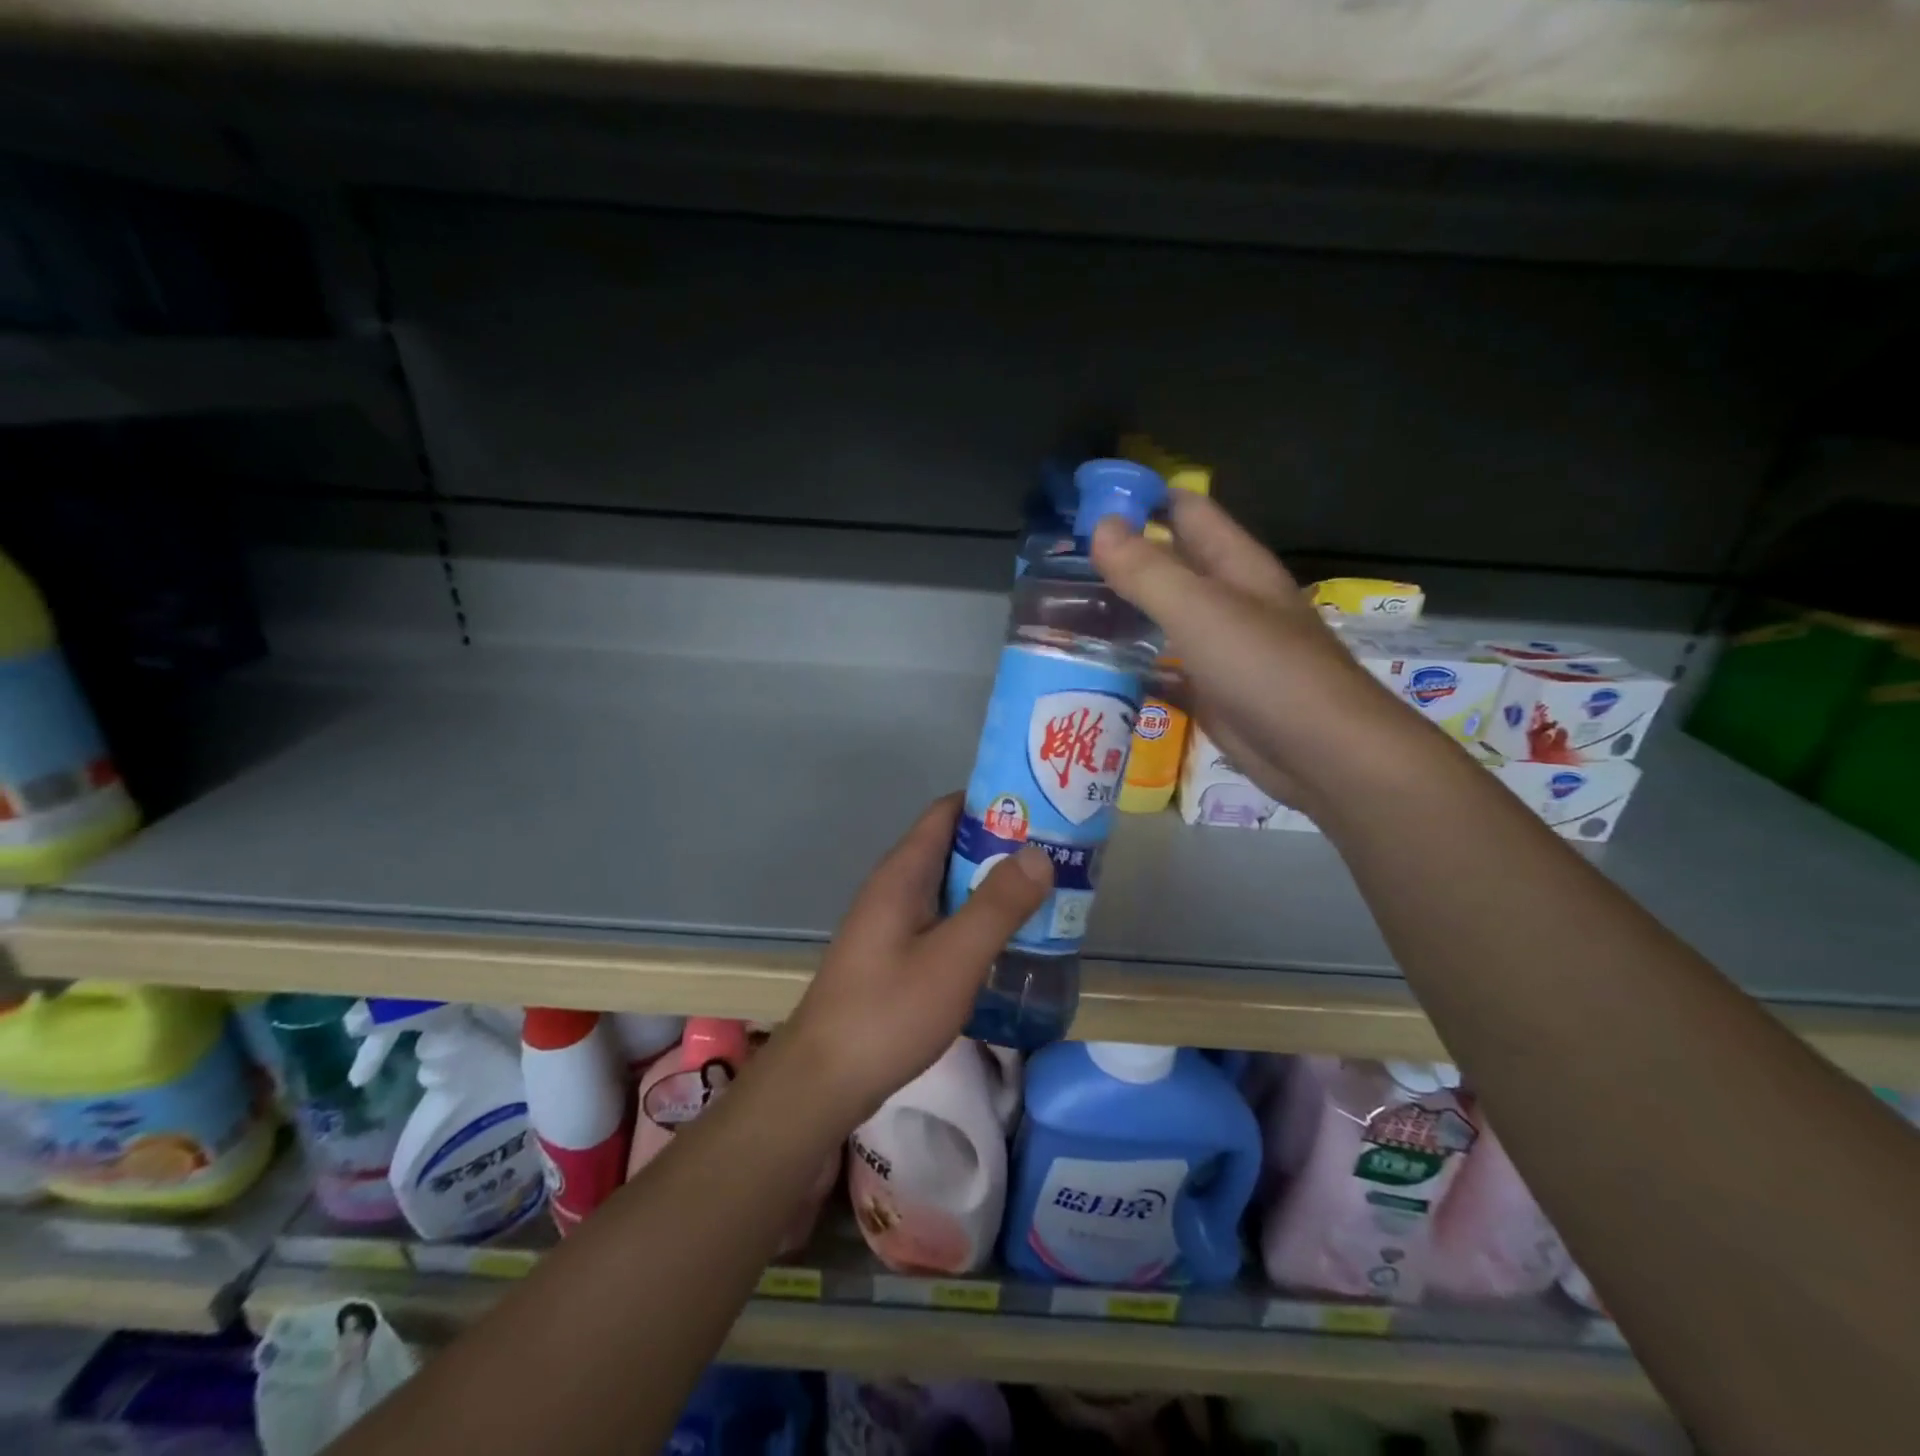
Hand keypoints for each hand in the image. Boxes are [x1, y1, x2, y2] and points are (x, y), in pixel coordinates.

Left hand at [783, 794, 1051, 1125]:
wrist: (825, 1079)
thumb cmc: (889, 1012)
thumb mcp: (953, 958)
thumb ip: (997, 905)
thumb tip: (1038, 852)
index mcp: (903, 872)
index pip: (948, 812)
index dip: (993, 802)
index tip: (1041, 808)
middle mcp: (895, 887)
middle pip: (952, 846)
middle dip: (1002, 846)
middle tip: (1058, 854)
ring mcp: (892, 921)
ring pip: (949, 886)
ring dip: (992, 885)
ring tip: (1045, 893)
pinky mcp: (894, 953)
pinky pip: (942, 918)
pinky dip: (975, 917)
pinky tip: (1006, 939)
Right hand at [1091, 492, 1419, 813]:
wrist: (1322, 755)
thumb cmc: (1266, 670)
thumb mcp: (1201, 611)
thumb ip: (1148, 570)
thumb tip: (1099, 525)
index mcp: (1235, 564)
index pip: (1185, 510)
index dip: (1139, 498)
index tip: (1082, 503)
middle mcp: (1227, 598)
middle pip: (1169, 562)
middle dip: (1120, 557)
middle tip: (1058, 562)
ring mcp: (1219, 646)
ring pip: (1163, 615)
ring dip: (1122, 610)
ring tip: (1064, 609)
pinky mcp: (1209, 689)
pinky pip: (1163, 664)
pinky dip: (1132, 660)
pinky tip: (1094, 664)